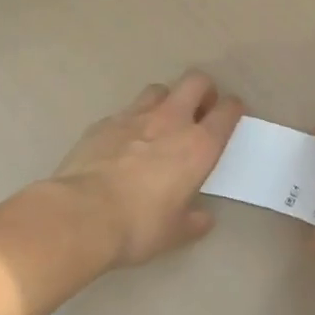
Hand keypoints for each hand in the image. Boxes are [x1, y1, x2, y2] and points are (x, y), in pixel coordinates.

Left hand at [52, 70, 242, 268]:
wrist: (81, 215)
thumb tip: (204, 219)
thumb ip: (193, 221)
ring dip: (166, 100)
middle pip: (195, 81)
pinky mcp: (104, 122)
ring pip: (159, 89)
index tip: (232, 115)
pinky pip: (125, 112)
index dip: (233, 109)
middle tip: (200, 110)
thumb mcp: (174, 233)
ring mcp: (134, 116)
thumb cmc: (138, 225)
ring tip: (161, 123)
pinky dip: (131, 121)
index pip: (227, 111)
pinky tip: (123, 143)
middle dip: (203, 90)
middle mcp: (171, 120)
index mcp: (198, 145)